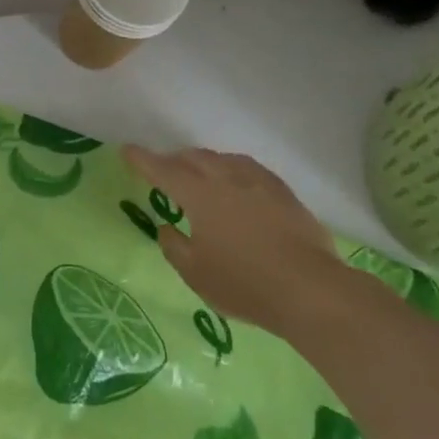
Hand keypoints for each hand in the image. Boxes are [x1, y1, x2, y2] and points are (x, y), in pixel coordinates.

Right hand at [124, 145, 358, 333]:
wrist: (310, 289)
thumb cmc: (243, 283)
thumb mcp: (195, 273)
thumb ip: (174, 246)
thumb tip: (166, 228)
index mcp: (199, 195)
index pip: (164, 170)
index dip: (143, 160)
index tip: (128, 150)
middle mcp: (227, 179)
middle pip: (194, 158)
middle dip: (174, 160)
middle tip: (164, 170)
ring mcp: (259, 182)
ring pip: (223, 159)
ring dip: (204, 162)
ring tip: (199, 174)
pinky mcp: (283, 193)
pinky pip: (249, 169)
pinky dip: (232, 169)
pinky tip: (236, 183)